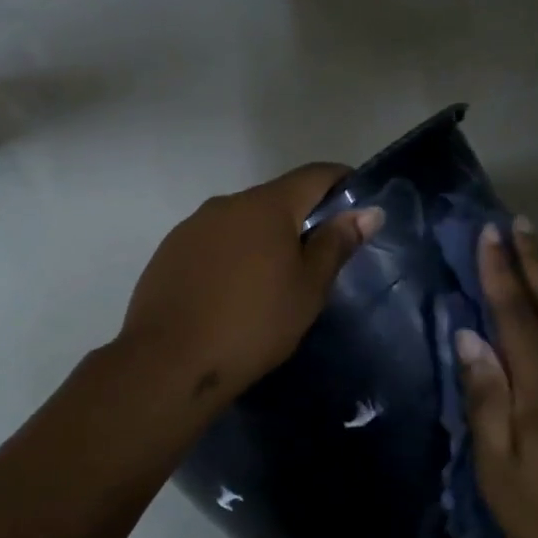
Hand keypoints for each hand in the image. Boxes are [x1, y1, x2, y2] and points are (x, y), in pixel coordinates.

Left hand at [119, 164, 382, 407]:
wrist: (169, 361)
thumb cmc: (253, 324)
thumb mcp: (307, 289)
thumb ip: (336, 244)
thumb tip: (368, 212)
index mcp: (265, 205)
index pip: (314, 175)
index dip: (342, 184)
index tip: (358, 208)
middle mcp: (226, 203)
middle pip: (275, 199)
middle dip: (300, 219)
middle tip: (317, 260)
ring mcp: (192, 226)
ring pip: (241, 222)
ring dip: (262, 239)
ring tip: (272, 282)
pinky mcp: (169, 252)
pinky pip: (212, 243)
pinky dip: (231, 256)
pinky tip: (231, 293)